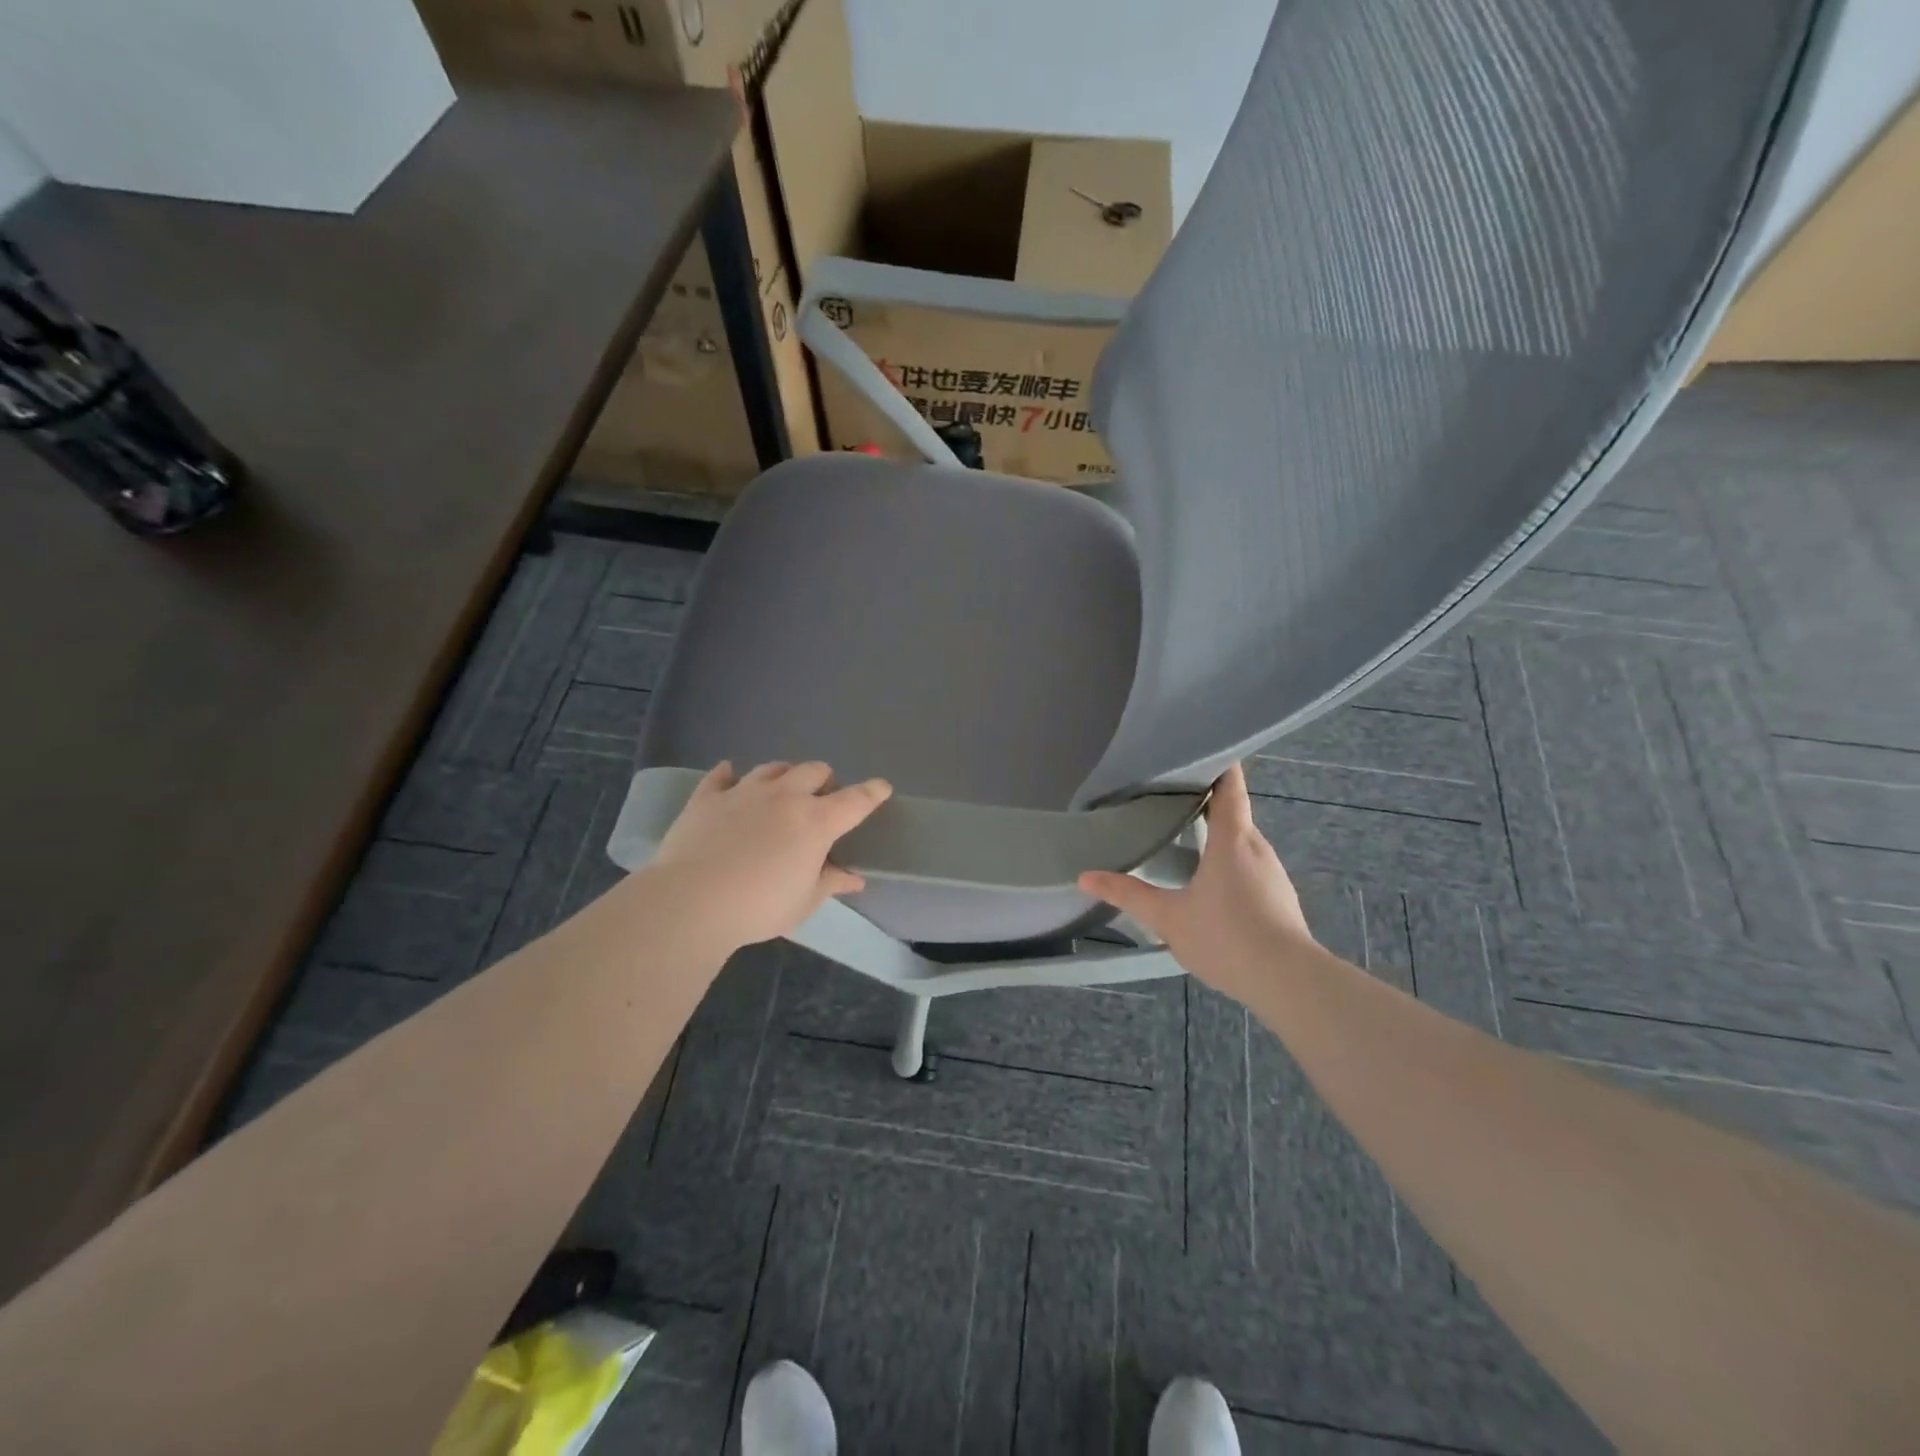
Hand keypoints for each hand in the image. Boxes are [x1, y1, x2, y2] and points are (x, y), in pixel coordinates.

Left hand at [650, 761, 891, 952]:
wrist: (691, 902)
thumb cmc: (758, 907)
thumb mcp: (803, 902)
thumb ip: (830, 883)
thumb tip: (854, 878)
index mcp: (816, 822)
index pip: (855, 800)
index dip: (872, 792)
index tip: (882, 787)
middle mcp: (784, 796)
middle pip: (814, 770)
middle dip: (824, 780)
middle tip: (821, 799)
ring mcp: (744, 792)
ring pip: (773, 767)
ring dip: (785, 775)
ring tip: (783, 788)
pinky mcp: (707, 797)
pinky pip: (721, 775)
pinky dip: (730, 774)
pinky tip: (730, 776)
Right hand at [1079, 763, 1313, 1001]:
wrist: (1290, 983)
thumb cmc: (1227, 937)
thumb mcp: (1168, 918)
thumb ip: (1128, 894)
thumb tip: (1084, 876)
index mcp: (1233, 840)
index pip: (1230, 786)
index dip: (1218, 763)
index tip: (1197, 749)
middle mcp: (1257, 848)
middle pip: (1234, 811)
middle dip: (1205, 799)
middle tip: (1168, 795)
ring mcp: (1272, 873)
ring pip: (1241, 841)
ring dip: (1216, 833)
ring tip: (1182, 834)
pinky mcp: (1279, 897)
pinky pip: (1249, 864)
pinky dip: (1228, 859)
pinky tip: (1208, 881)